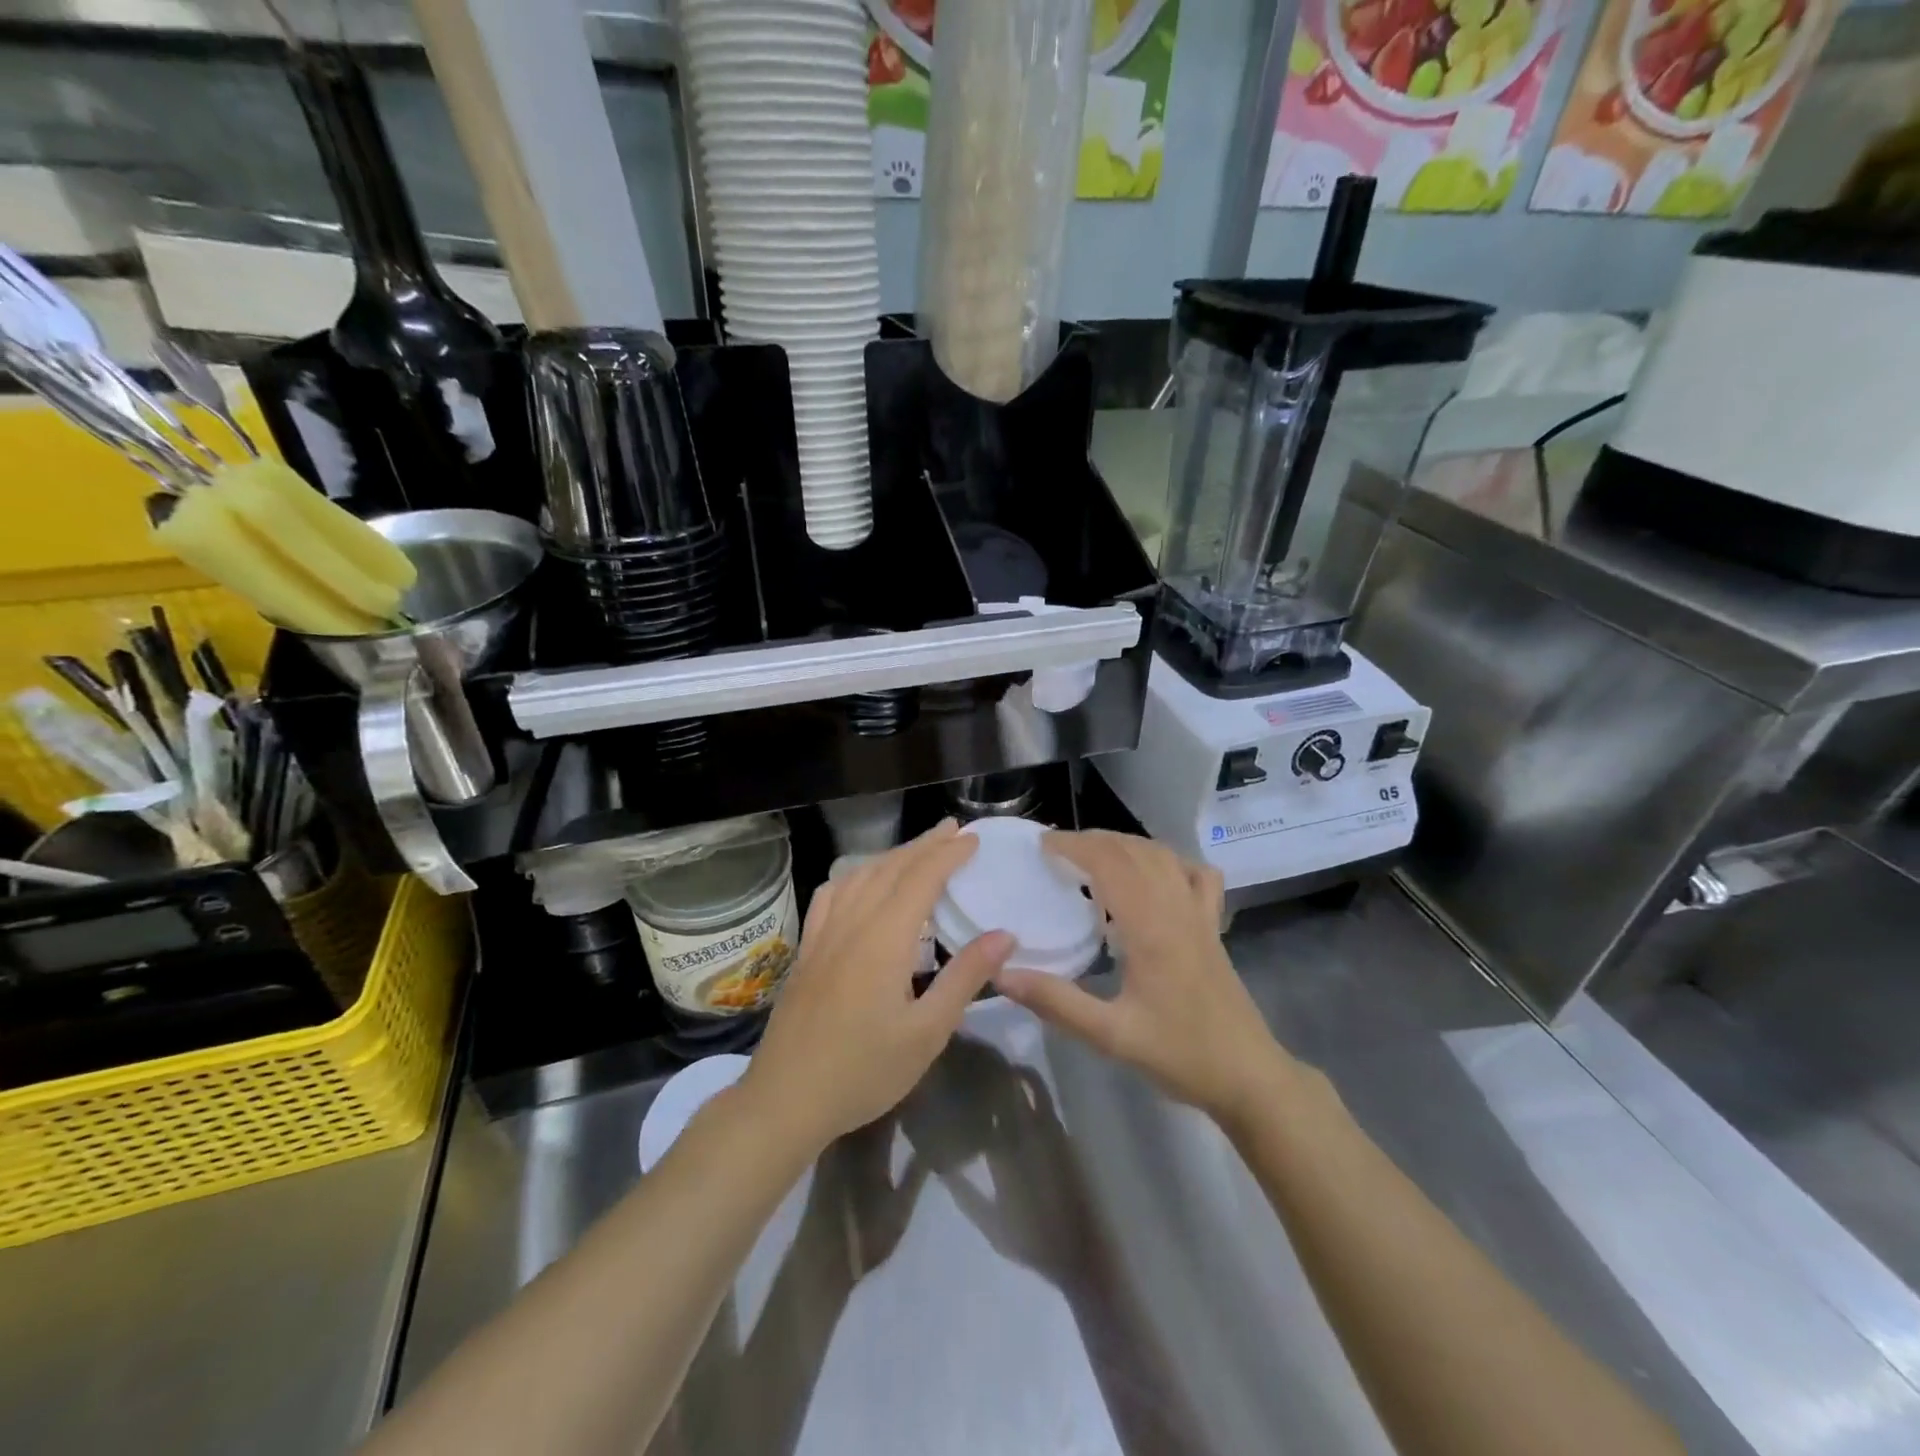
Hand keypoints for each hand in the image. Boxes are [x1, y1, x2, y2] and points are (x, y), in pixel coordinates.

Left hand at [742, 820, 1013, 1151]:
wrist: (785, 1100)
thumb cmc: (863, 1071)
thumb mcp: (927, 1033)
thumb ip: (964, 978)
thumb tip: (1004, 935)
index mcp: (884, 940)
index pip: (921, 879)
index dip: (948, 854)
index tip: (972, 839)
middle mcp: (852, 925)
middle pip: (891, 869)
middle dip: (924, 845)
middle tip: (953, 830)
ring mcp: (823, 935)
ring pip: (859, 876)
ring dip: (892, 856)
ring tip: (918, 850)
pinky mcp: (806, 950)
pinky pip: (831, 895)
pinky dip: (853, 876)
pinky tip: (860, 881)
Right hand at [993, 830, 1293, 1126]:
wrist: (1248, 1076)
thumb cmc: (1180, 1054)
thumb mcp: (1111, 1035)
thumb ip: (1056, 1002)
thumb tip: (1003, 973)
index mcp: (1151, 927)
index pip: (1110, 863)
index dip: (1075, 846)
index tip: (1043, 845)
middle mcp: (1176, 908)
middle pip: (1134, 851)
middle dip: (1094, 840)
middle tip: (1058, 850)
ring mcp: (1200, 914)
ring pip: (1163, 856)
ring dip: (1126, 844)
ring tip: (1093, 854)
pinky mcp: (1213, 926)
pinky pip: (1195, 874)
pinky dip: (1169, 861)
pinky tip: (1154, 873)